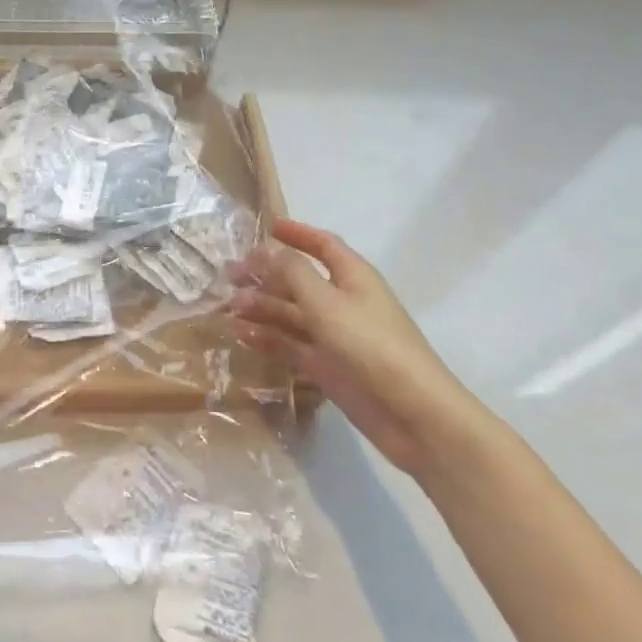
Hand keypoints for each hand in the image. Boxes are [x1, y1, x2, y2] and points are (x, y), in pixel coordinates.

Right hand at [227, 219, 489, 480]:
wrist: (413, 415)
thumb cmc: (371, 345)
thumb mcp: (327, 302)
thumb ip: (293, 273)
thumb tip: (267, 250)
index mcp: (353, 277)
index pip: (324, 245)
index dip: (298, 234)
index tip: (267, 227)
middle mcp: (343, 302)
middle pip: (300, 280)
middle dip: (266, 275)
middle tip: (229, 275)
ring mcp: (335, 336)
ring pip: (291, 314)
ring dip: (261, 308)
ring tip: (228, 308)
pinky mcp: (328, 367)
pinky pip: (291, 345)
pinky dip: (267, 338)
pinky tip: (241, 336)